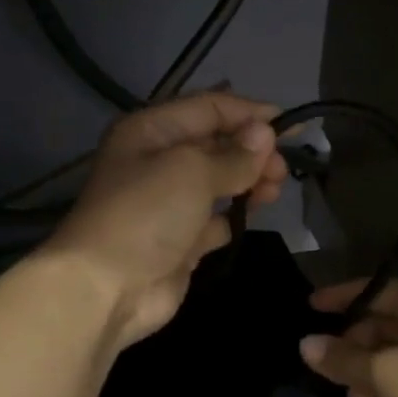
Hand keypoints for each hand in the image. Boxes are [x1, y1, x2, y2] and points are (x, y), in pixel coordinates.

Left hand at [45, 93, 287, 346]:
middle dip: (252, 150)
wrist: (106, 288)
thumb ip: (233, 155)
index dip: (249, 113)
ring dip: (249, 181)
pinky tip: (255, 215)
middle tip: (282, 169)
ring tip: (276, 189)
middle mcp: (157, 162)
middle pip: (215, 144)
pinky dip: (235, 216)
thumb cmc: (146, 214)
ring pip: (218, 182)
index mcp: (151, 131)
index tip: (290, 126)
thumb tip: (265, 135)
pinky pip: (215, 220)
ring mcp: (168, 204)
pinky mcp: (180, 242)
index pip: (207, 108)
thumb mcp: (192, 171)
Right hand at [299, 279, 397, 396]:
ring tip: (343, 390)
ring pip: (388, 352)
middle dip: (350, 341)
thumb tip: (304, 345)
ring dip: (362, 366)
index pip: (377, 291)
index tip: (310, 307)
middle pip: (381, 323)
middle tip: (322, 359)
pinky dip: (378, 384)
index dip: (342, 297)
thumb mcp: (383, 372)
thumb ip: (342, 357)